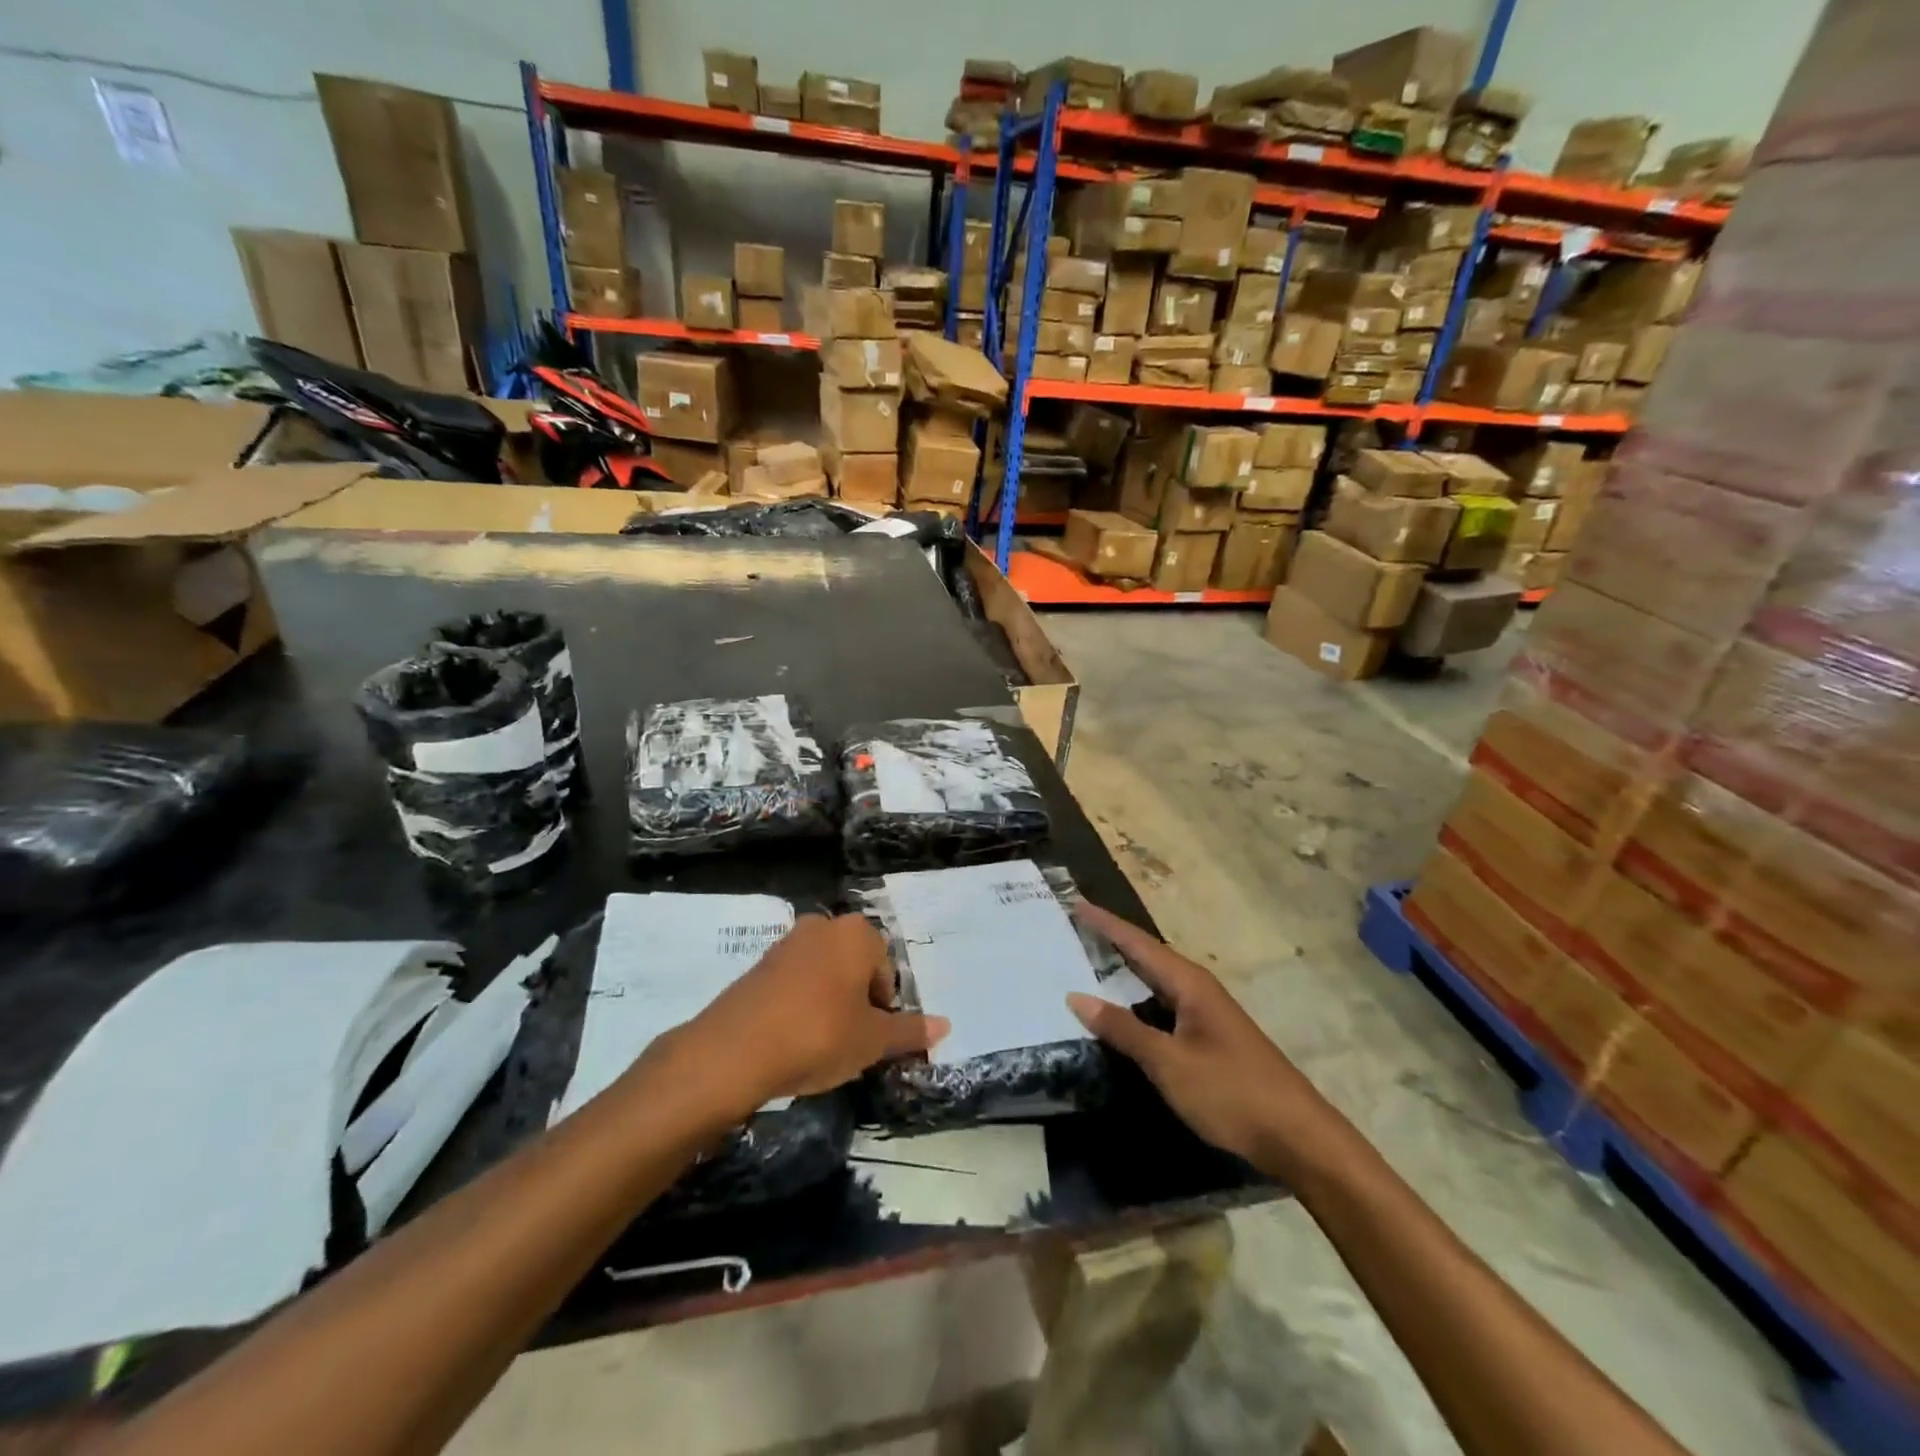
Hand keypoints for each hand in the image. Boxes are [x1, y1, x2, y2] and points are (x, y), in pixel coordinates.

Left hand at [679, 914, 948, 1113]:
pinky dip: (800, 1005)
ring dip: (829, 1002)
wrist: (735, 1050)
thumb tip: (945, 1026)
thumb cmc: (819, 1035)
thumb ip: (910, 1031)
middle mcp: (823, 926)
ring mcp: (787, 942)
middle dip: (857, 1001)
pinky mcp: (759, 964)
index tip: (872, 1038)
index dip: (884, 1008)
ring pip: (824, 973)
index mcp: (857, 933)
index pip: (886, 970)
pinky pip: (795, 982)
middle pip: (855, 967)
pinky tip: (792, 1038)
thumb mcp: (872, 1040)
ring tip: (821, 1044)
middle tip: (850, 1041)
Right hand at [1067, 903, 1340, 1173]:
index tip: (1075, 902)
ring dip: (1123, 970)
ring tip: (1087, 961)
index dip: (1105, 923)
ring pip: (1155, 982)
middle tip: (1073, 928)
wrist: (1297, 1137)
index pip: (1138, 943)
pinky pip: (1163, 1005)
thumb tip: (1076, 996)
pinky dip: (1137, 1000)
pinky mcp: (1209, 1038)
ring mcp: (1206, 1014)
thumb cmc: (1231, 1093)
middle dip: (1111, 941)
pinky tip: (1122, 1012)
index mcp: (1189, 984)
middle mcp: (1197, 989)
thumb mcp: (1169, 1063)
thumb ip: (1123, 1030)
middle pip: (1147, 956)